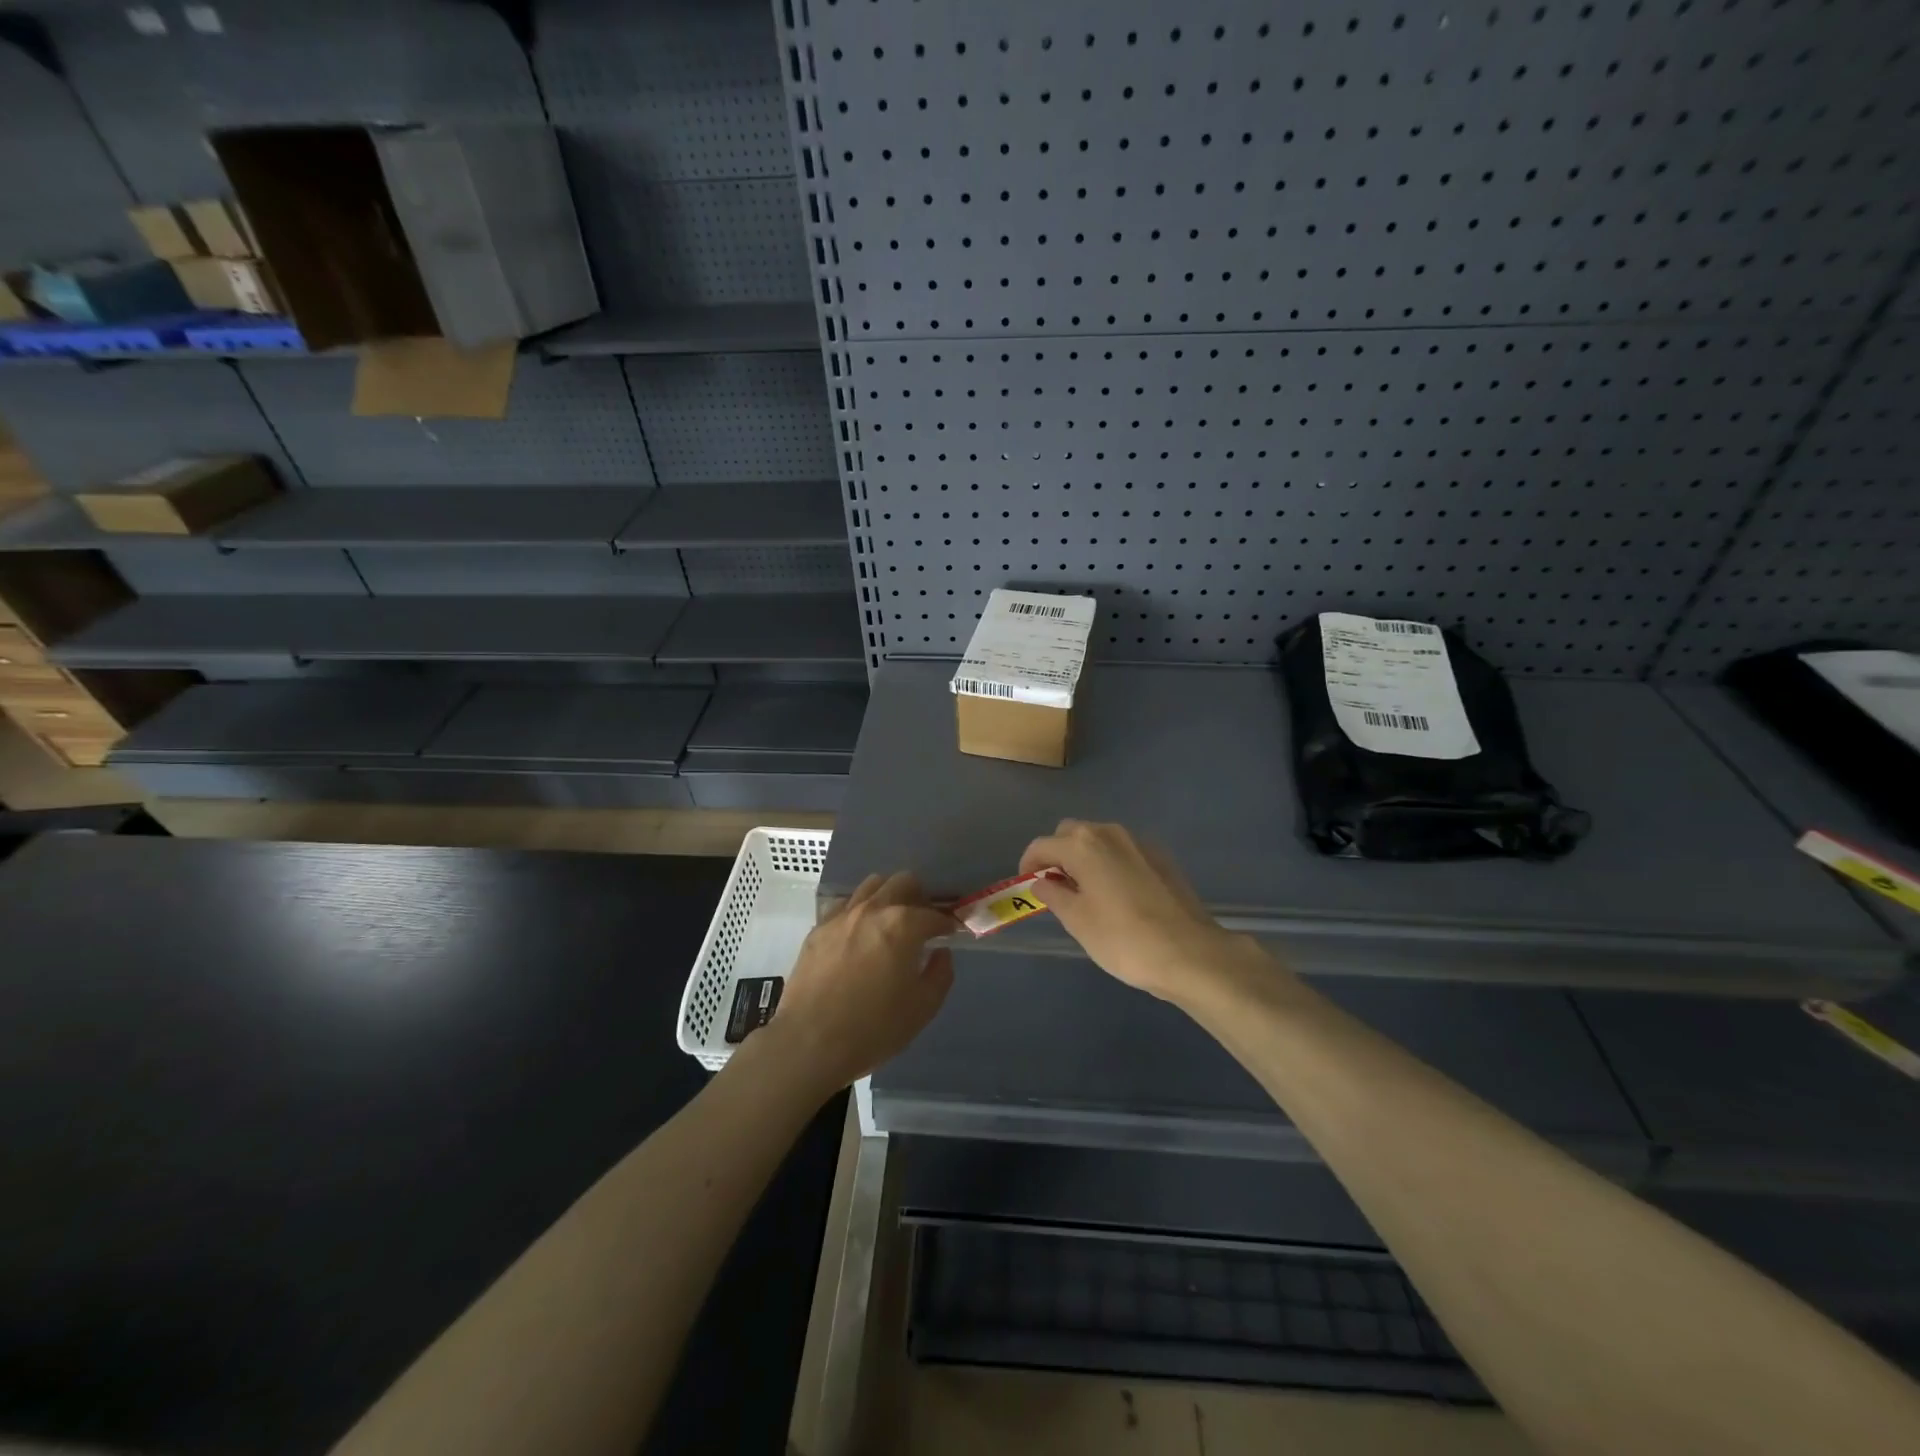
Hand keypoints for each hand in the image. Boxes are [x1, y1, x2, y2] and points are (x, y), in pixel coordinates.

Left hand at [764, 871, 955, 1092]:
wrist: (809, 1041)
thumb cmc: (873, 1027)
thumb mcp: (922, 1008)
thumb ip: (940, 974)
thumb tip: (941, 953)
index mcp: (903, 925)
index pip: (934, 914)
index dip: (947, 924)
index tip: (951, 934)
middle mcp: (873, 909)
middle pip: (903, 882)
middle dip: (919, 898)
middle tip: (922, 923)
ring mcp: (842, 915)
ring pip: (872, 885)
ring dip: (888, 896)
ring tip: (891, 922)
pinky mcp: (818, 928)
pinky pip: (845, 904)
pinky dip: (860, 910)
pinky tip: (860, 934)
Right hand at [1019, 820, 1274, 1004]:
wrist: (1189, 953)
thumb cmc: (1123, 939)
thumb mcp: (1077, 921)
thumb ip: (1054, 895)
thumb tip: (1043, 882)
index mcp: (1083, 845)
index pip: (1042, 845)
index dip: (1029, 864)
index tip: (1027, 886)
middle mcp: (1110, 833)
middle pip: (1072, 833)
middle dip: (1058, 854)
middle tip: (1056, 887)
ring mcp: (1139, 842)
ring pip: (1100, 840)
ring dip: (1085, 857)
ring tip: (1086, 892)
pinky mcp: (1161, 857)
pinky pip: (1123, 851)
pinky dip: (1111, 863)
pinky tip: (1118, 895)